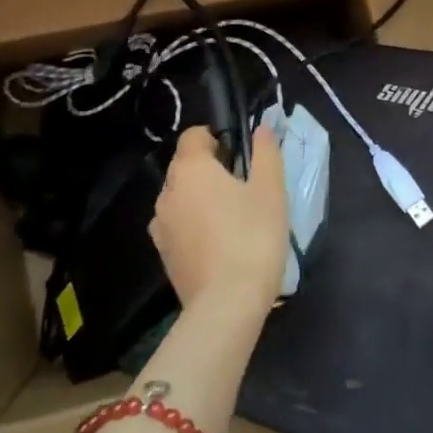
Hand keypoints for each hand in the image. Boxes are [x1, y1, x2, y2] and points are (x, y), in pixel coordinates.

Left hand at [150, 125, 287, 319]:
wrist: (227, 303)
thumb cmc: (253, 237)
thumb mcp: (271, 190)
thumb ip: (265, 153)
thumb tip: (262, 129)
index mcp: (191, 169)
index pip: (192, 136)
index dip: (214, 138)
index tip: (238, 154)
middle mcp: (167, 192)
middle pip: (185, 167)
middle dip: (209, 170)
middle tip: (242, 188)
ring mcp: (161, 225)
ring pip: (180, 198)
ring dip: (200, 199)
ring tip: (231, 219)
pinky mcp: (163, 254)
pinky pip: (178, 226)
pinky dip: (194, 226)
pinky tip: (219, 245)